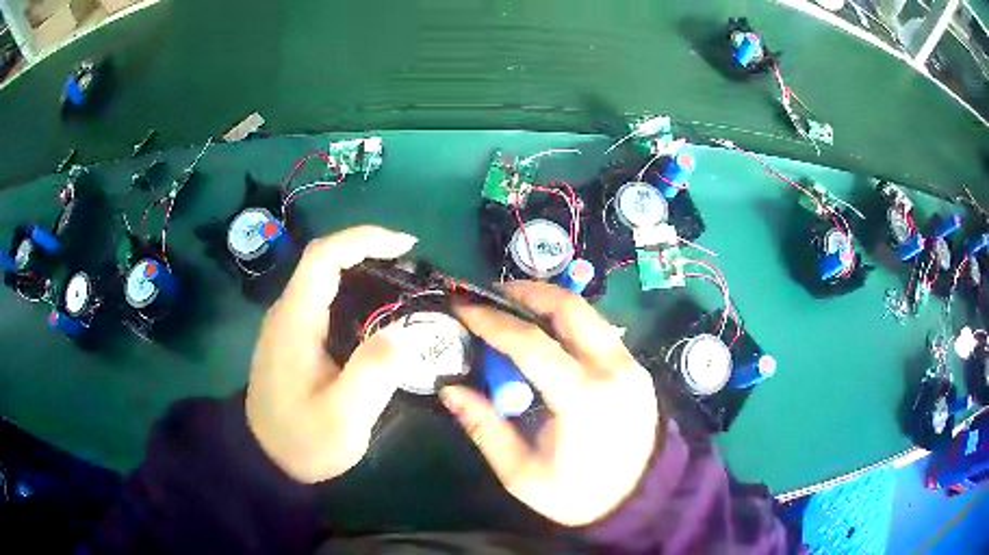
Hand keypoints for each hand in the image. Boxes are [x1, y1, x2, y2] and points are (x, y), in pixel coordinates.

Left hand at [245, 226, 417, 482]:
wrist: (265, 458)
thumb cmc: (302, 440)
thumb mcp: (343, 418)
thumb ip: (373, 373)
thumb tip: (404, 333)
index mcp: (295, 321)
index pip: (324, 256)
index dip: (365, 239)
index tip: (407, 245)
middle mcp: (287, 312)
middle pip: (325, 260)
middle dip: (370, 251)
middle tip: (413, 268)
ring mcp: (288, 324)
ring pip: (324, 278)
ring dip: (363, 270)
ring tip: (404, 286)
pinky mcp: (294, 338)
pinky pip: (324, 300)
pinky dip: (355, 293)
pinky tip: (378, 314)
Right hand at [441, 281, 659, 526]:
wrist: (641, 500)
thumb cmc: (578, 494)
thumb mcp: (522, 474)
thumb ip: (485, 428)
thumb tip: (449, 390)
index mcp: (582, 398)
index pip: (531, 343)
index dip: (491, 321)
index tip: (464, 307)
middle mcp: (612, 369)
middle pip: (569, 309)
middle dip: (527, 291)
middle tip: (493, 294)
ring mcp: (630, 365)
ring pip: (588, 314)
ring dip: (549, 302)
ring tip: (515, 307)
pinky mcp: (636, 368)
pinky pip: (598, 331)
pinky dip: (568, 322)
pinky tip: (547, 334)